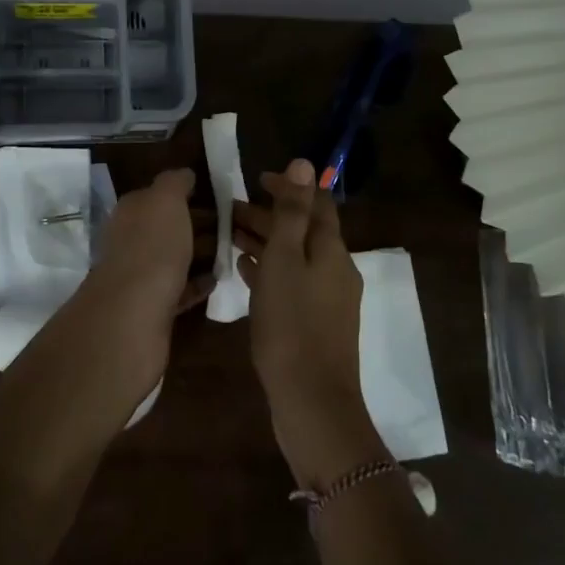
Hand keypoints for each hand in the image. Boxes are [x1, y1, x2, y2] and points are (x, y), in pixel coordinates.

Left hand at [66, 169, 212, 402]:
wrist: (133, 314)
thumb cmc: (152, 247)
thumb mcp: (166, 200)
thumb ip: (175, 182)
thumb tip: (184, 174)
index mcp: (131, 211)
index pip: (160, 195)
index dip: (188, 193)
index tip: (222, 198)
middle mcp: (131, 239)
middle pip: (169, 227)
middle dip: (199, 225)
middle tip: (236, 227)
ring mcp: (139, 275)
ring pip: (175, 258)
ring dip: (201, 254)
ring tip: (233, 252)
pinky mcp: (151, 307)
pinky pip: (178, 289)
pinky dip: (197, 283)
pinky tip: (217, 281)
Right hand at [233, 159, 389, 490]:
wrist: (312, 402)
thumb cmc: (292, 324)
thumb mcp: (285, 260)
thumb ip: (292, 212)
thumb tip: (304, 163)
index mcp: (331, 250)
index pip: (315, 203)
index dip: (289, 187)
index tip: (255, 180)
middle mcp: (335, 269)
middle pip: (303, 230)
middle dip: (270, 214)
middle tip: (230, 208)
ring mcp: (327, 299)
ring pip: (294, 257)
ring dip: (265, 241)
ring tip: (229, 235)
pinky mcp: (315, 324)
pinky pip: (291, 283)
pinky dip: (269, 270)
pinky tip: (244, 270)